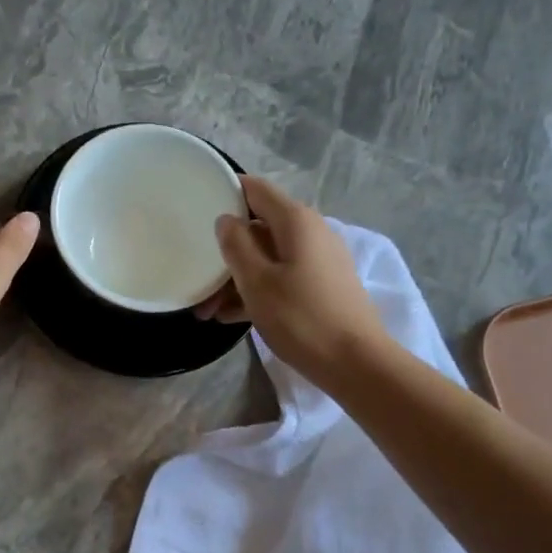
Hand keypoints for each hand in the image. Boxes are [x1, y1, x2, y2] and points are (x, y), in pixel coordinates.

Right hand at [195, 177, 385, 381]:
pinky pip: (281, 278)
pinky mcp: (321, 287)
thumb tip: (226, 220)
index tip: (196, 209)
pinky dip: (257, 291)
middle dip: (226, 250)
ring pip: (268, 258)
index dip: (225, 193)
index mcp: (296, 221)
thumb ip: (236, 245)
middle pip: (259, 228)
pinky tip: (231, 317)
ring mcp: (318, 260)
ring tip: (207, 310)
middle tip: (196, 276)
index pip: (255, 189)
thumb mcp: (257, 282)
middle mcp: (310, 232)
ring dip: (236, 278)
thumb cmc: (301, 318)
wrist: (355, 363)